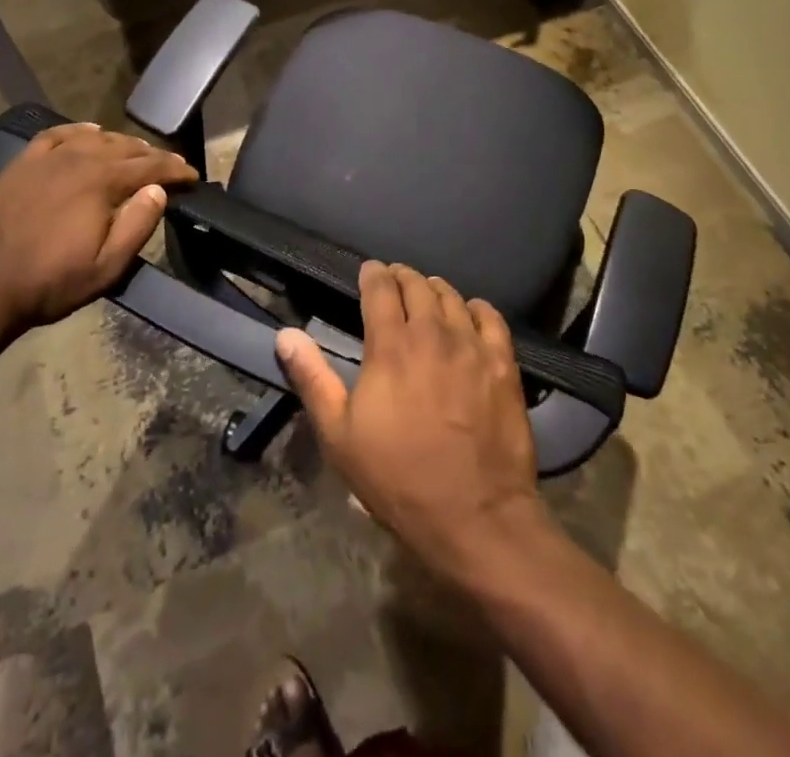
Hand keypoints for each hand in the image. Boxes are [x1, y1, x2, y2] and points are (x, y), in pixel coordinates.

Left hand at [0, 123, 197, 346]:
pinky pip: (58, 134)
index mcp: (101, 182)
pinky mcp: (23, 163)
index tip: (193, 177)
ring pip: (96, 137)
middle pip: (126, 148)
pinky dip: (80, 131)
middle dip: (153, 156)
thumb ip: (137, 225)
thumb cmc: (49, 283)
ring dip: (122, 144)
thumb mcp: (105, 268)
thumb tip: (158, 190)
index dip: (176, 170)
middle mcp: (78, 158)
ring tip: (136, 154)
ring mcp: (47, 157)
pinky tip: (89, 133)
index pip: (151, 166)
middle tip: (171, 168)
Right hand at [275, 261, 546, 583]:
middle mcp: (432, 333)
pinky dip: (476, 308)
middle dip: (402, 277)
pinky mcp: (504, 364)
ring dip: (435, 289)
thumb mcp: (340, 436)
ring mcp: (472, 346)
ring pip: (452, 297)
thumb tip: (285, 335)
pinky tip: (470, 314)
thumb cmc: (398, 479)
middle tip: (395, 281)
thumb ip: (312, 379)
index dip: (372, 274)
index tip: (368, 271)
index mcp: (390, 346)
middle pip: (417, 285)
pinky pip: (490, 317)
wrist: (476, 518)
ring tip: (428, 293)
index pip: (380, 289)